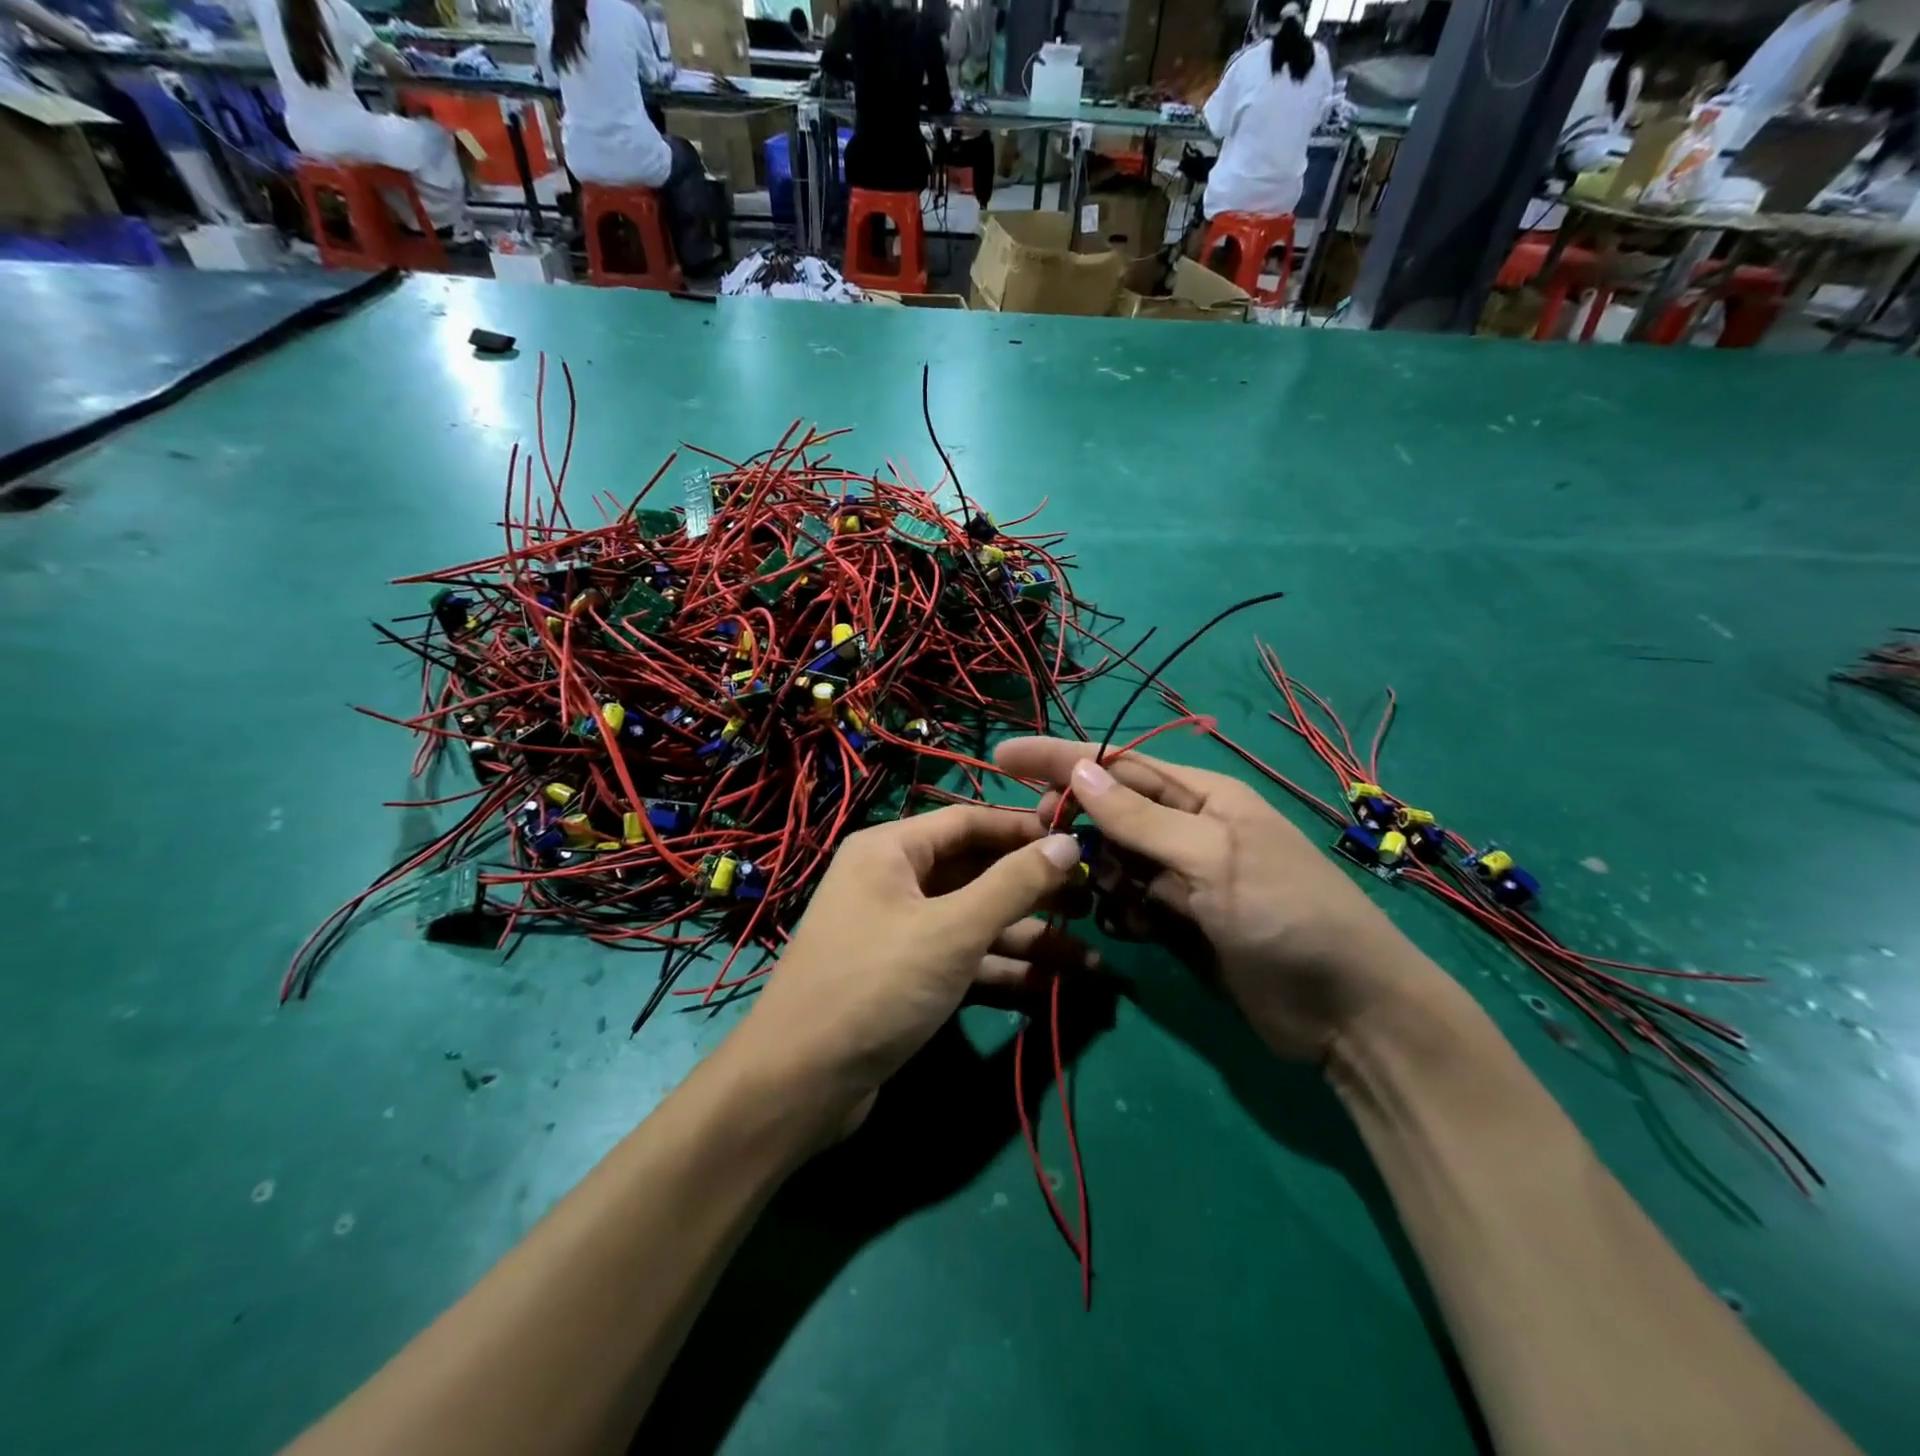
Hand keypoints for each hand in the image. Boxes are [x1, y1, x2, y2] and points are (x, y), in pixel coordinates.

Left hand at [740, 806, 1086, 1121]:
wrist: (800, 1084)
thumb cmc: (876, 985)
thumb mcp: (952, 930)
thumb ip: (1014, 884)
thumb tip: (1068, 841)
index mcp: (892, 850)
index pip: (969, 822)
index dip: (1025, 830)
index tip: (1080, 841)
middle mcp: (895, 882)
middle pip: (977, 872)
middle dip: (1034, 890)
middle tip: (1094, 902)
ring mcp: (902, 932)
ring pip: (976, 921)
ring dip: (1030, 937)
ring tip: (1093, 956)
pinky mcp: (909, 977)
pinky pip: (966, 959)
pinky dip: (1005, 969)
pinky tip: (1055, 985)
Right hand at [993, 737, 1443, 1062]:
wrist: (1348, 1013)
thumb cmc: (1287, 915)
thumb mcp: (1214, 858)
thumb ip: (1141, 819)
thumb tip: (1078, 771)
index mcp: (1203, 797)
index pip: (1118, 765)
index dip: (1059, 759)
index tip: (1003, 756)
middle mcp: (1188, 830)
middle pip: (1110, 811)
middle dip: (1072, 821)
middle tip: (1035, 838)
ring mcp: (1182, 878)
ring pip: (1113, 860)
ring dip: (1093, 872)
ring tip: (1088, 892)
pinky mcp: (1179, 924)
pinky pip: (1127, 904)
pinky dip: (1115, 912)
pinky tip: (1125, 929)